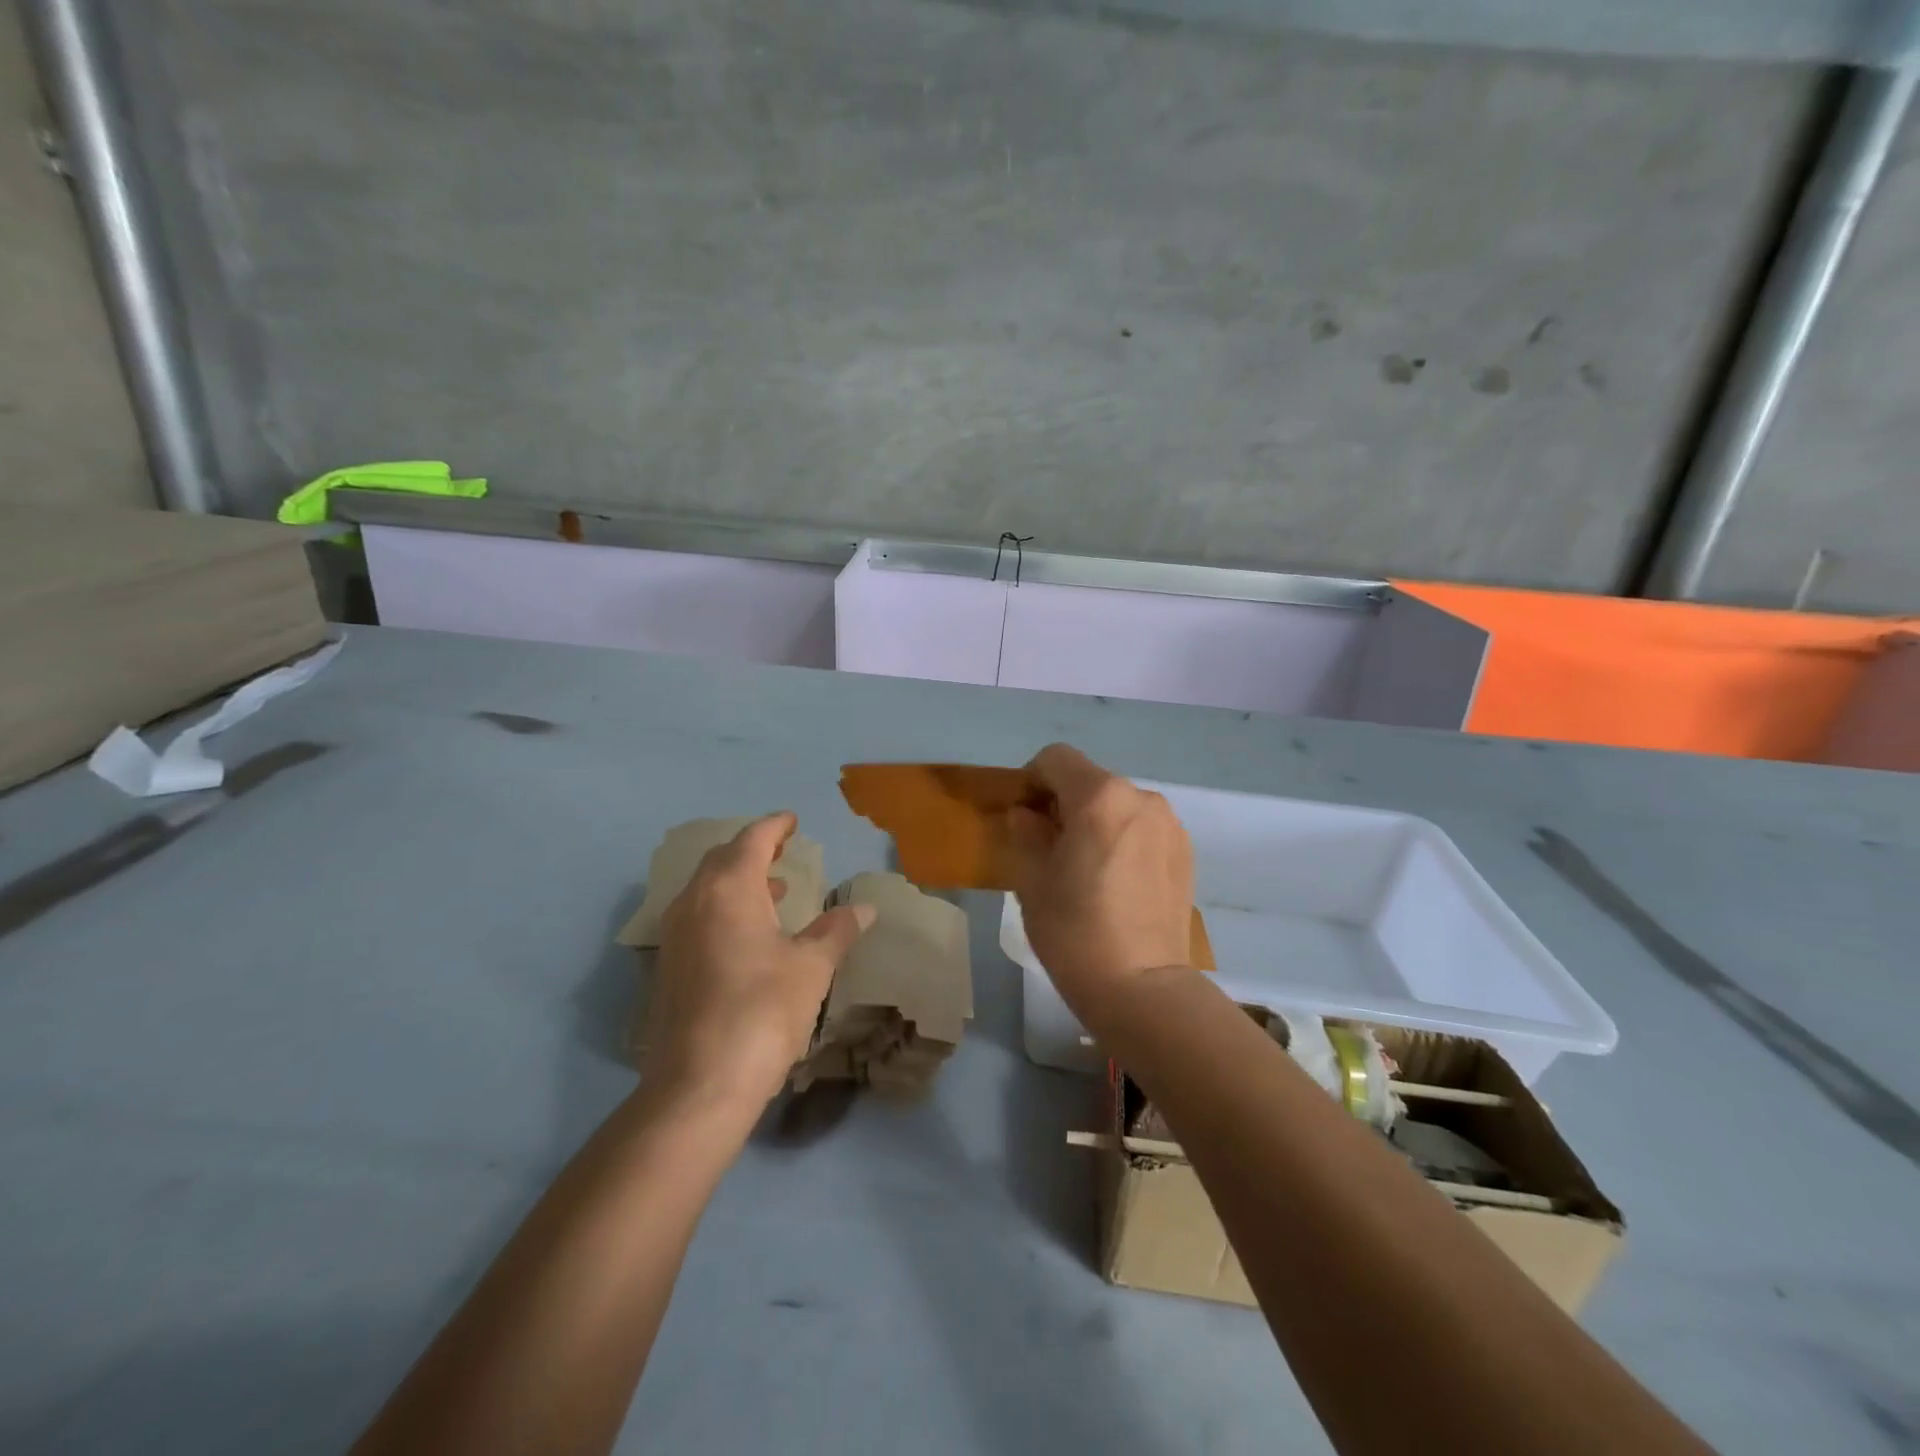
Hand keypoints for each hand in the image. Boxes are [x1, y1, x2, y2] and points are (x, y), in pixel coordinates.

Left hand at [649, 814, 874, 1110]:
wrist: (698, 1084)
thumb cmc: (762, 1010)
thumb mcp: (811, 967)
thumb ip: (836, 931)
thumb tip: (864, 908)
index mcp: (729, 888)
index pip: (752, 840)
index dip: (775, 826)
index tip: (793, 821)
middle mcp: (694, 901)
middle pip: (722, 859)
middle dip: (753, 849)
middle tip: (782, 850)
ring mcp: (675, 935)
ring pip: (706, 889)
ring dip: (739, 881)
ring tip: (775, 890)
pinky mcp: (669, 967)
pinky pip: (698, 916)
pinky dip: (725, 909)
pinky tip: (750, 935)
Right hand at [1004, 744, 1194, 1016]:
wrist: (1142, 987)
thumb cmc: (1074, 930)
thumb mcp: (1033, 880)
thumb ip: (1026, 833)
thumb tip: (1026, 814)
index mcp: (1100, 797)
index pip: (1056, 758)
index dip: (1032, 780)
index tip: (1024, 817)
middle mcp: (1141, 798)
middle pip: (1090, 780)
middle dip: (1064, 802)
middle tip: (1049, 846)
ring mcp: (1169, 825)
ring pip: (1118, 805)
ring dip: (1095, 821)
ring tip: (1086, 868)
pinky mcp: (1185, 852)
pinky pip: (1143, 828)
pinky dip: (1122, 839)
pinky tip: (1116, 882)